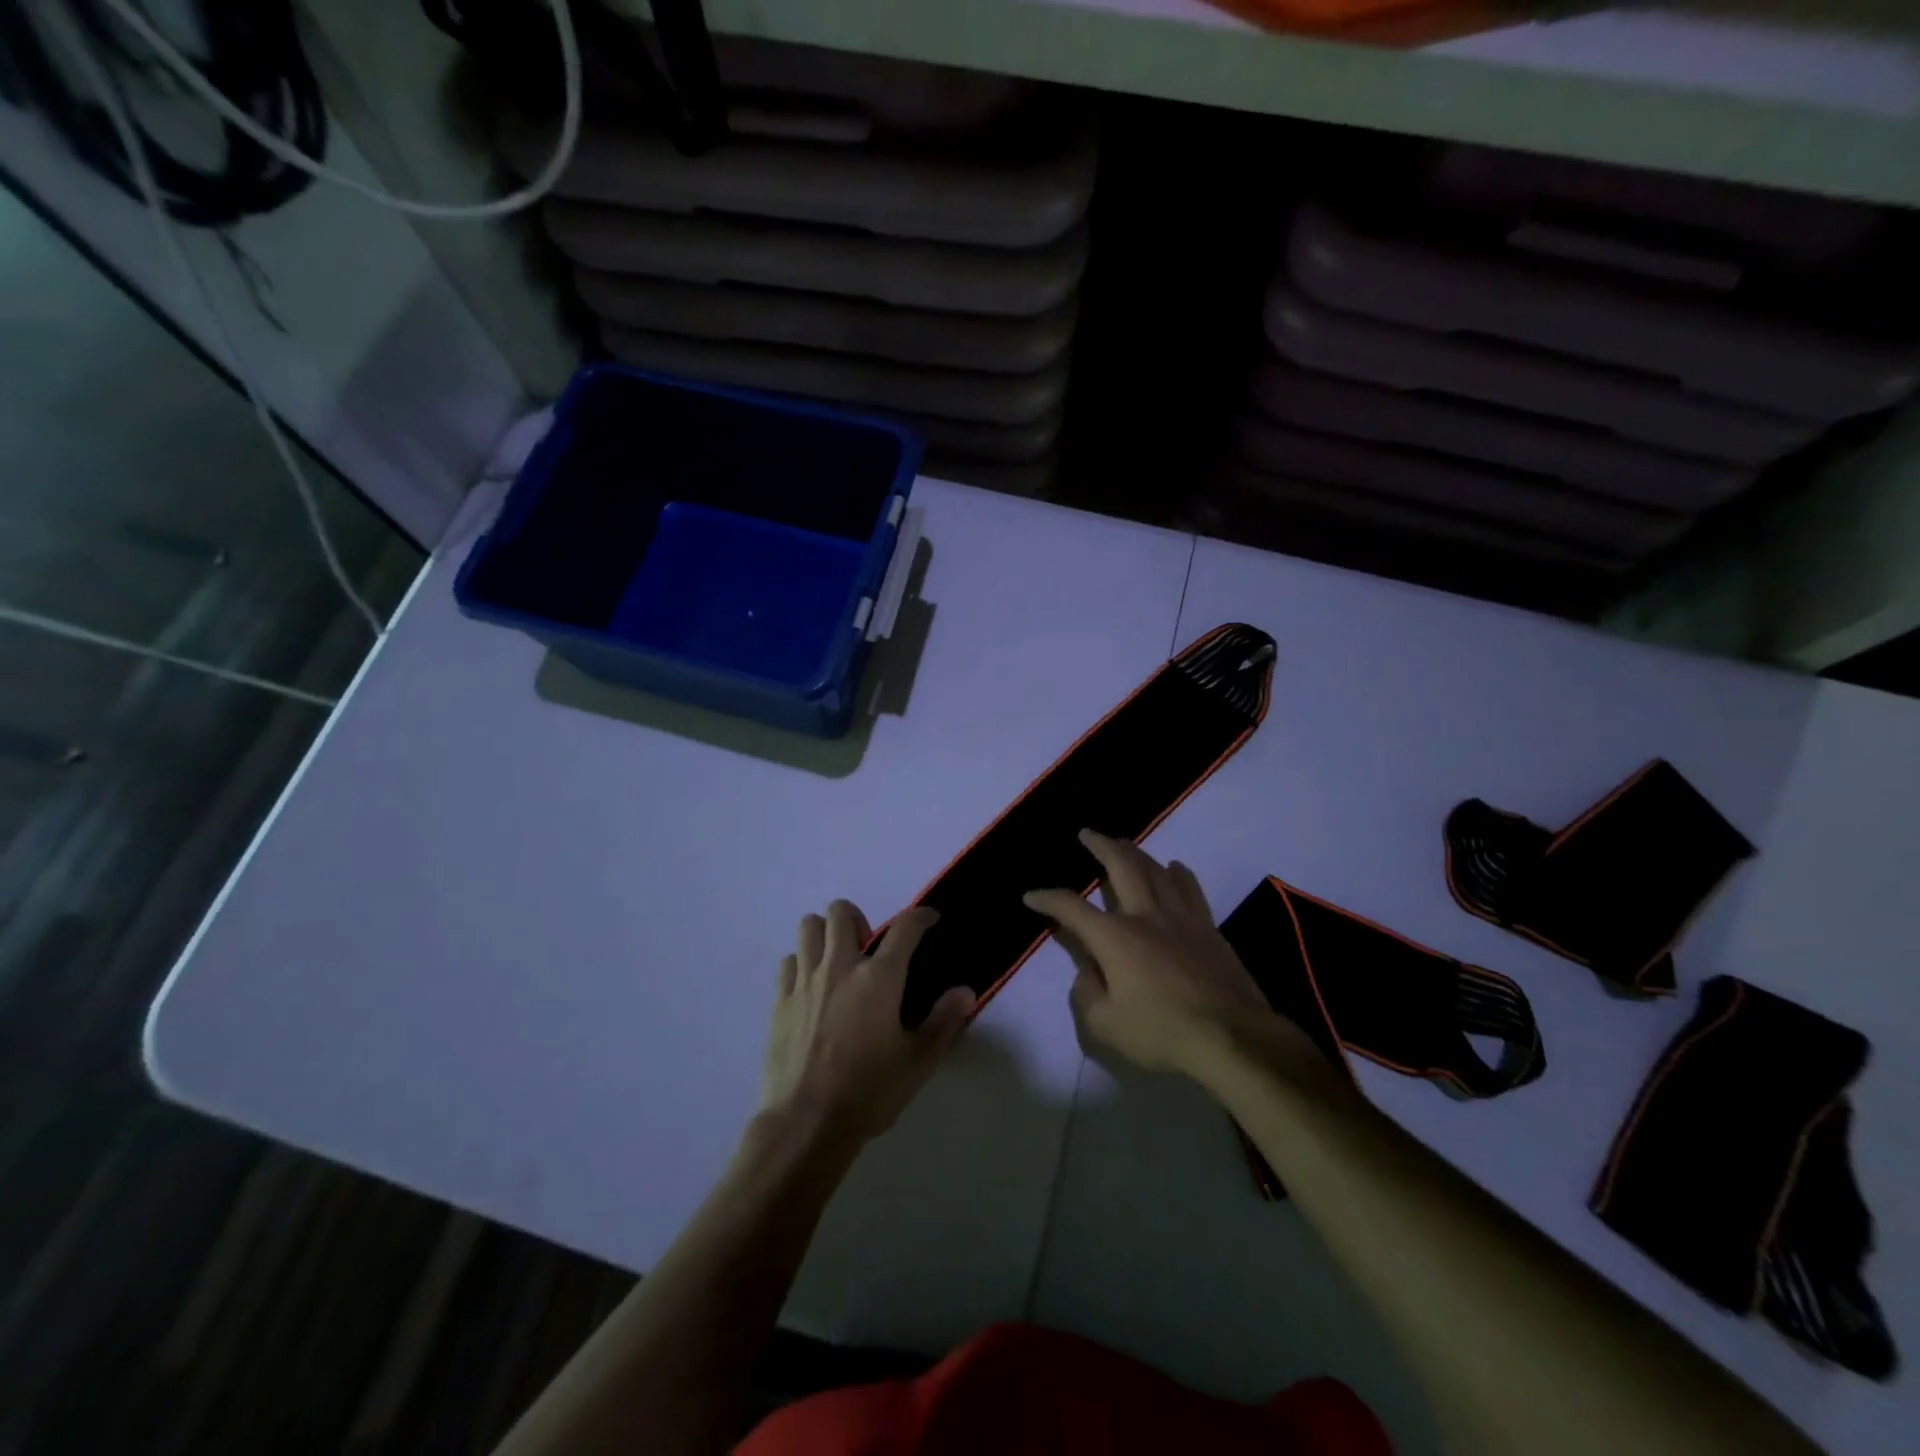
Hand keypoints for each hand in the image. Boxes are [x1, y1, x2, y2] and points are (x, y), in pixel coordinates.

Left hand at [760, 899, 974, 1147]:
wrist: (806, 1123)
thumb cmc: (869, 1091)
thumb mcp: (919, 1061)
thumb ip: (944, 1022)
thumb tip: (964, 992)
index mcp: (879, 977)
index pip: (905, 927)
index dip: (921, 916)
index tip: (929, 920)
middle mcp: (840, 967)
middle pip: (841, 912)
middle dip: (858, 918)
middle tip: (869, 947)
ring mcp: (805, 981)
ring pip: (809, 927)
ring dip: (825, 934)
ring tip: (838, 960)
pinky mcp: (781, 1000)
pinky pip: (789, 961)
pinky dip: (802, 963)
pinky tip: (812, 987)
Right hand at [1025, 831, 1293, 1076]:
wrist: (1233, 1037)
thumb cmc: (1163, 1033)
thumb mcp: (1106, 1027)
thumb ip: (1087, 994)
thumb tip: (1088, 972)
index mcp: (1114, 938)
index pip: (1071, 908)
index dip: (1047, 899)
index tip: (1031, 896)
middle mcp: (1145, 916)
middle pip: (1121, 866)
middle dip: (1100, 846)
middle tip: (1087, 834)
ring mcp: (1181, 917)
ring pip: (1156, 869)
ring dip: (1136, 852)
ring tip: (1124, 845)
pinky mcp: (1208, 928)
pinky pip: (1189, 887)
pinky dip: (1177, 872)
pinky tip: (1174, 868)